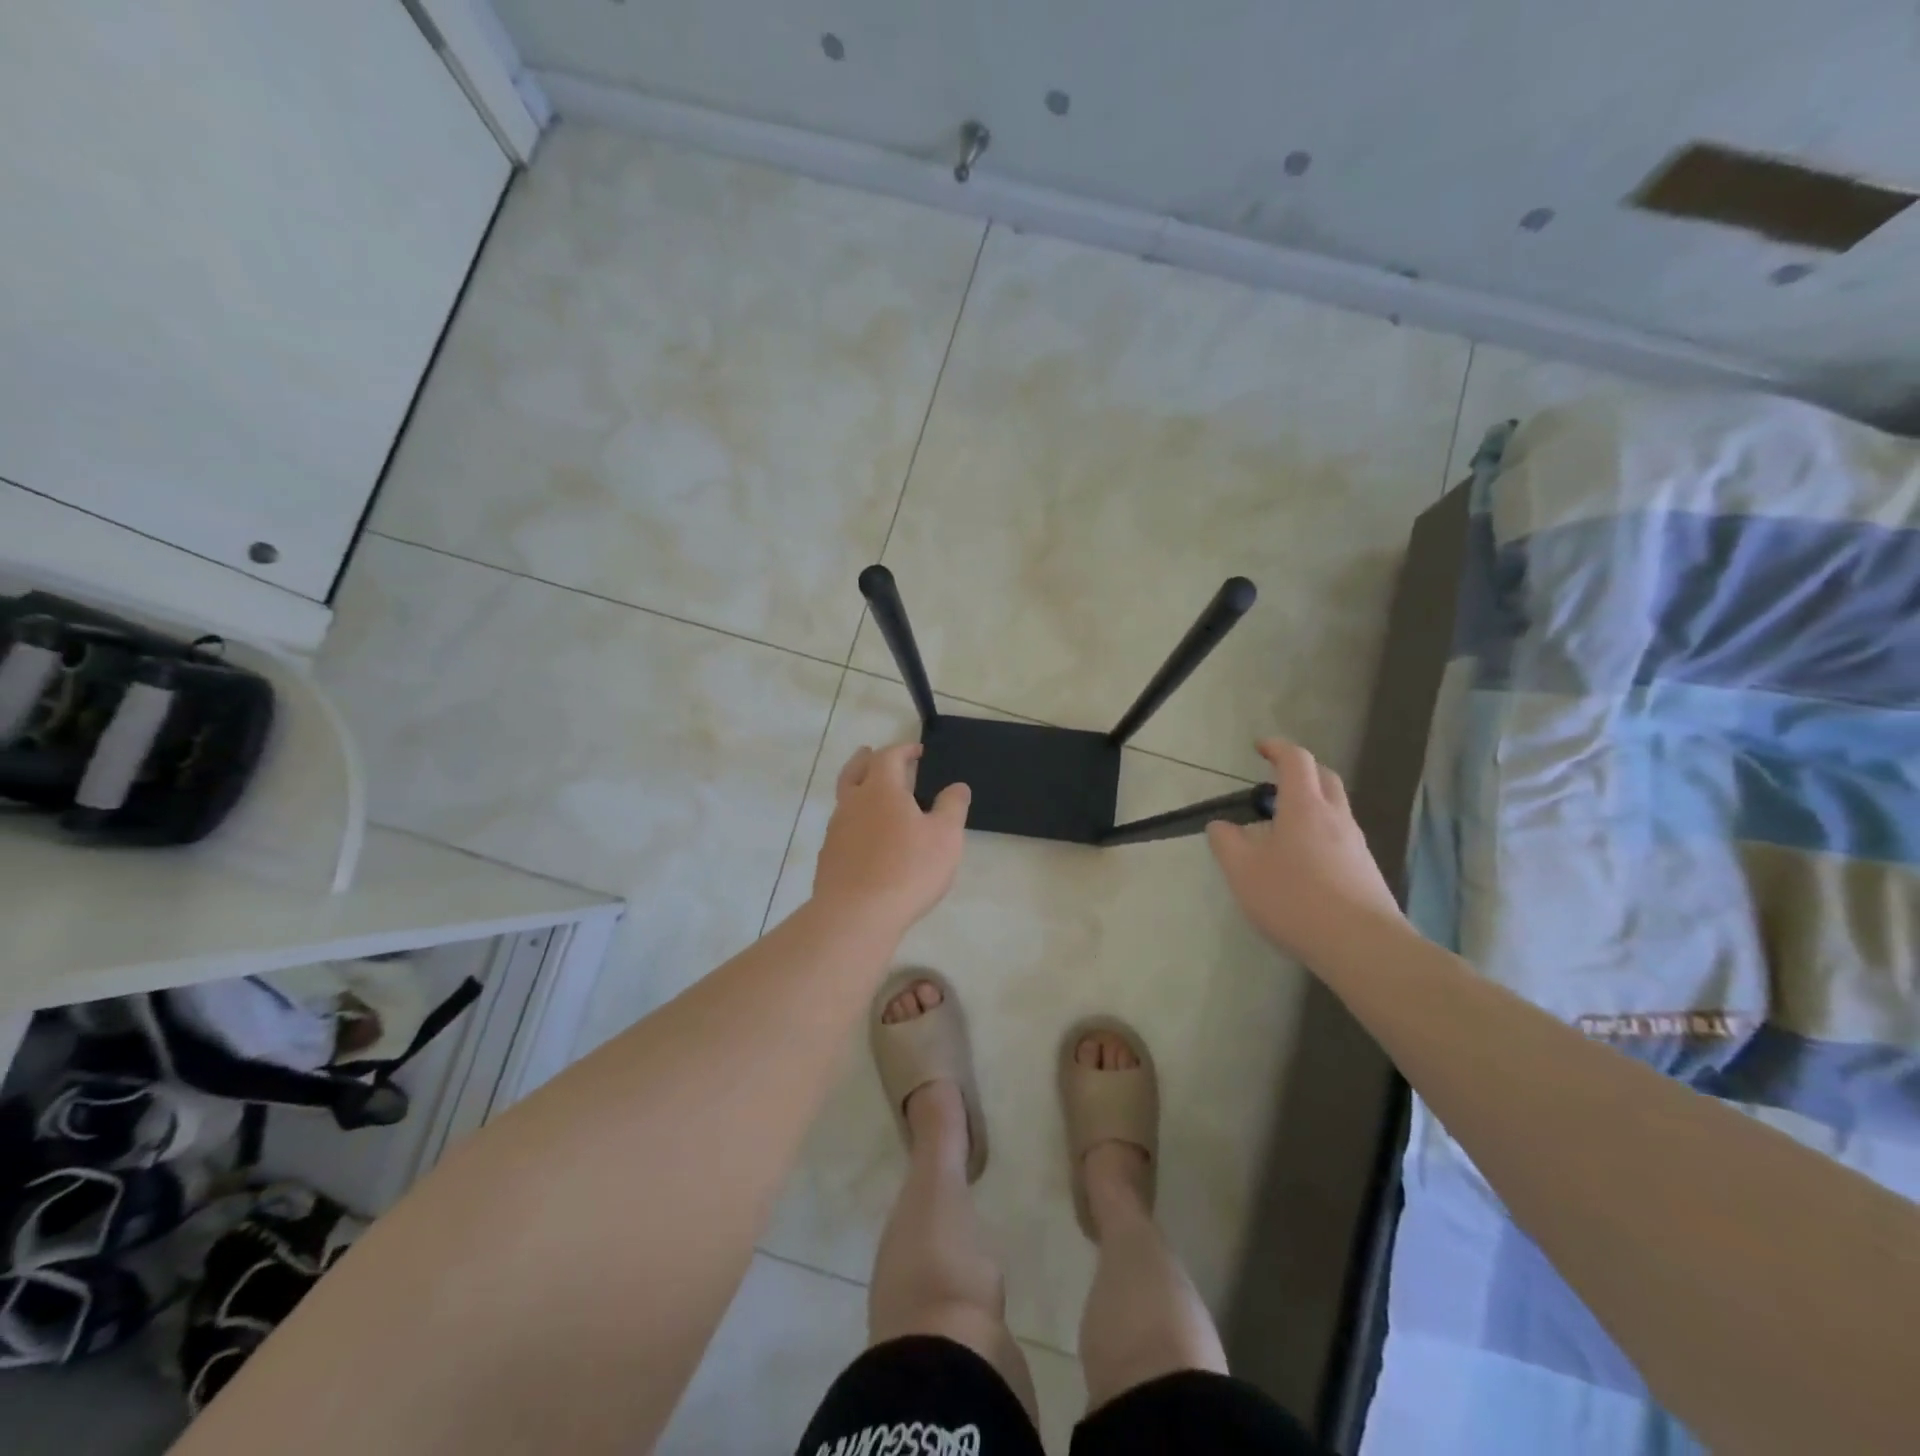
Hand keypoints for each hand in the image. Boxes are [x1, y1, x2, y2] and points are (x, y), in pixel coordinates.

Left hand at [812, 742, 969, 936]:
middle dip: (866, 759)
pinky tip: (865, 837)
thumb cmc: (908, 869)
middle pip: (854, 771)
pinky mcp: (829, 857)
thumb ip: (952, 807)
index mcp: (882, 790)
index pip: (888, 757)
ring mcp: (836, 830)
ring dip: (858, 790)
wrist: (856, 914)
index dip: (903, 750)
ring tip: (872, 797)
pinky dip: (854, 821)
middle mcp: (853, 803)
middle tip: (871, 753)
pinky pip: (842, 828)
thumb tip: (957, 786)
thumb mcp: (945, 837)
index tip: (916, 751)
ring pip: (845, 799)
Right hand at [1206, 739, 1404, 963]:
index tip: (1259, 747)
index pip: (1296, 760)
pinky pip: (1340, 838)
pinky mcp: (1365, 872)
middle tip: (1275, 780)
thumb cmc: (1295, 899)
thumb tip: (1222, 825)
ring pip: (1335, 809)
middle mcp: (1335, 817)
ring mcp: (1356, 845)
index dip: (1277, 748)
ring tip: (1283, 826)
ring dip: (1311, 804)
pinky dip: (1320, 834)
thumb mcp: (1242, 871)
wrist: (1362, 946)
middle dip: (1300, 770)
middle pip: (1324, 778)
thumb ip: (1226, 842)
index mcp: (1304, 807)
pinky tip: (1303, 862)